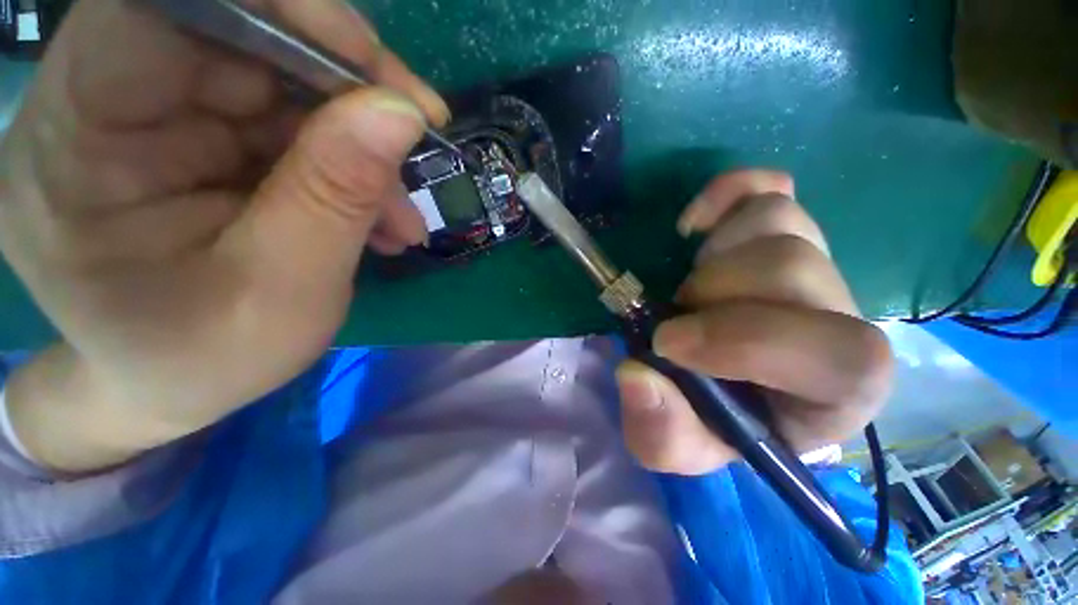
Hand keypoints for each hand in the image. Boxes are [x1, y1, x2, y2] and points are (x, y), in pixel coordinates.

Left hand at [0, 0, 447, 471]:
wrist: (172, 389)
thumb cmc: (205, 362)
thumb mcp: (283, 291)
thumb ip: (336, 195)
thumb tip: (402, 113)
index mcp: (76, 143)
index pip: (164, 8)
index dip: (277, 10)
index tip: (375, 69)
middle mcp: (105, 110)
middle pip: (239, 39)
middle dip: (347, 89)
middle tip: (421, 136)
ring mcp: (156, 124)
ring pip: (279, 89)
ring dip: (361, 146)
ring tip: (402, 216)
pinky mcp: (199, 145)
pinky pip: (289, 128)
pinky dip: (349, 167)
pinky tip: (381, 217)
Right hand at [615, 170, 892, 474]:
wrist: (721, 383)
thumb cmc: (711, 419)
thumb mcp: (679, 443)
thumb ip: (661, 430)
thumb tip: (636, 374)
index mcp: (837, 389)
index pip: (842, 355)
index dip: (746, 340)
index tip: (668, 343)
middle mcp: (841, 318)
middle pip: (791, 267)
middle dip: (711, 291)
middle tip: (675, 316)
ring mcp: (814, 263)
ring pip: (778, 221)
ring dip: (712, 255)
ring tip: (689, 288)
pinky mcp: (784, 230)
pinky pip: (770, 186)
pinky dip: (727, 193)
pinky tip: (695, 227)